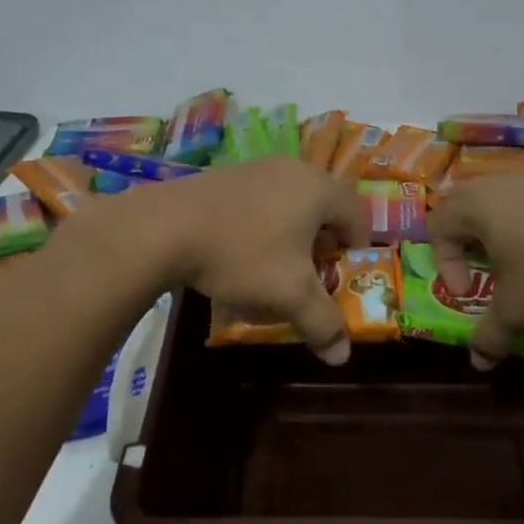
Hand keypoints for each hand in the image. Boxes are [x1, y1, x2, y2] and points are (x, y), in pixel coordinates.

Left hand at [125, 158, 367, 363]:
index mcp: (318, 188)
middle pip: (324, 205)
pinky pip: (259, 199)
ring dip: (292, 233)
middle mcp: (292, 168)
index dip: (358, 247)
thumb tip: (342, 356)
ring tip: (275, 265)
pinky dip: (262, 224)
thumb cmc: (242, 255)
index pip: (358, 213)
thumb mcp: (290, 295)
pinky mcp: (225, 175)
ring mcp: (256, 167)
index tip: (344, 274)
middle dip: (323, 242)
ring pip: (290, 201)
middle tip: (313, 272)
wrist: (164, 227)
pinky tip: (239, 251)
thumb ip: (323, 323)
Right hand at [426, 175, 523, 367]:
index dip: (445, 264)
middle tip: (481, 274)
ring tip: (517, 270)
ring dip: (498, 238)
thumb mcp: (519, 313)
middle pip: (465, 206)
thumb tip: (478, 362)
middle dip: (466, 244)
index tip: (469, 294)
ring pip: (500, 206)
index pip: (439, 224)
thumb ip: (490, 335)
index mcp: (479, 205)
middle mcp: (504, 185)